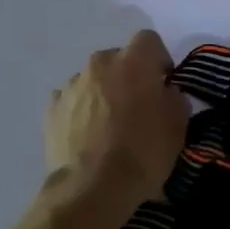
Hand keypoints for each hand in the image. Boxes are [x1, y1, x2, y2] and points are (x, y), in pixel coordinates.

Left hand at [46, 31, 188, 204]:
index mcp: (133, 61)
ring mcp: (71, 85)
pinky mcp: (51, 109)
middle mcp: (99, 64)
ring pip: (94, 79)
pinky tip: (89, 136)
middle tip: (139, 107)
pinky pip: (73, 100)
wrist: (92, 189)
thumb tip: (165, 92)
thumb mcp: (178, 126)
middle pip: (119, 59)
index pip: (149, 39)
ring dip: (104, 93)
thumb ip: (174, 98)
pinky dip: (82, 111)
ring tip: (110, 126)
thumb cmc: (143, 152)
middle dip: (130, 76)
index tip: (164, 84)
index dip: (159, 60)